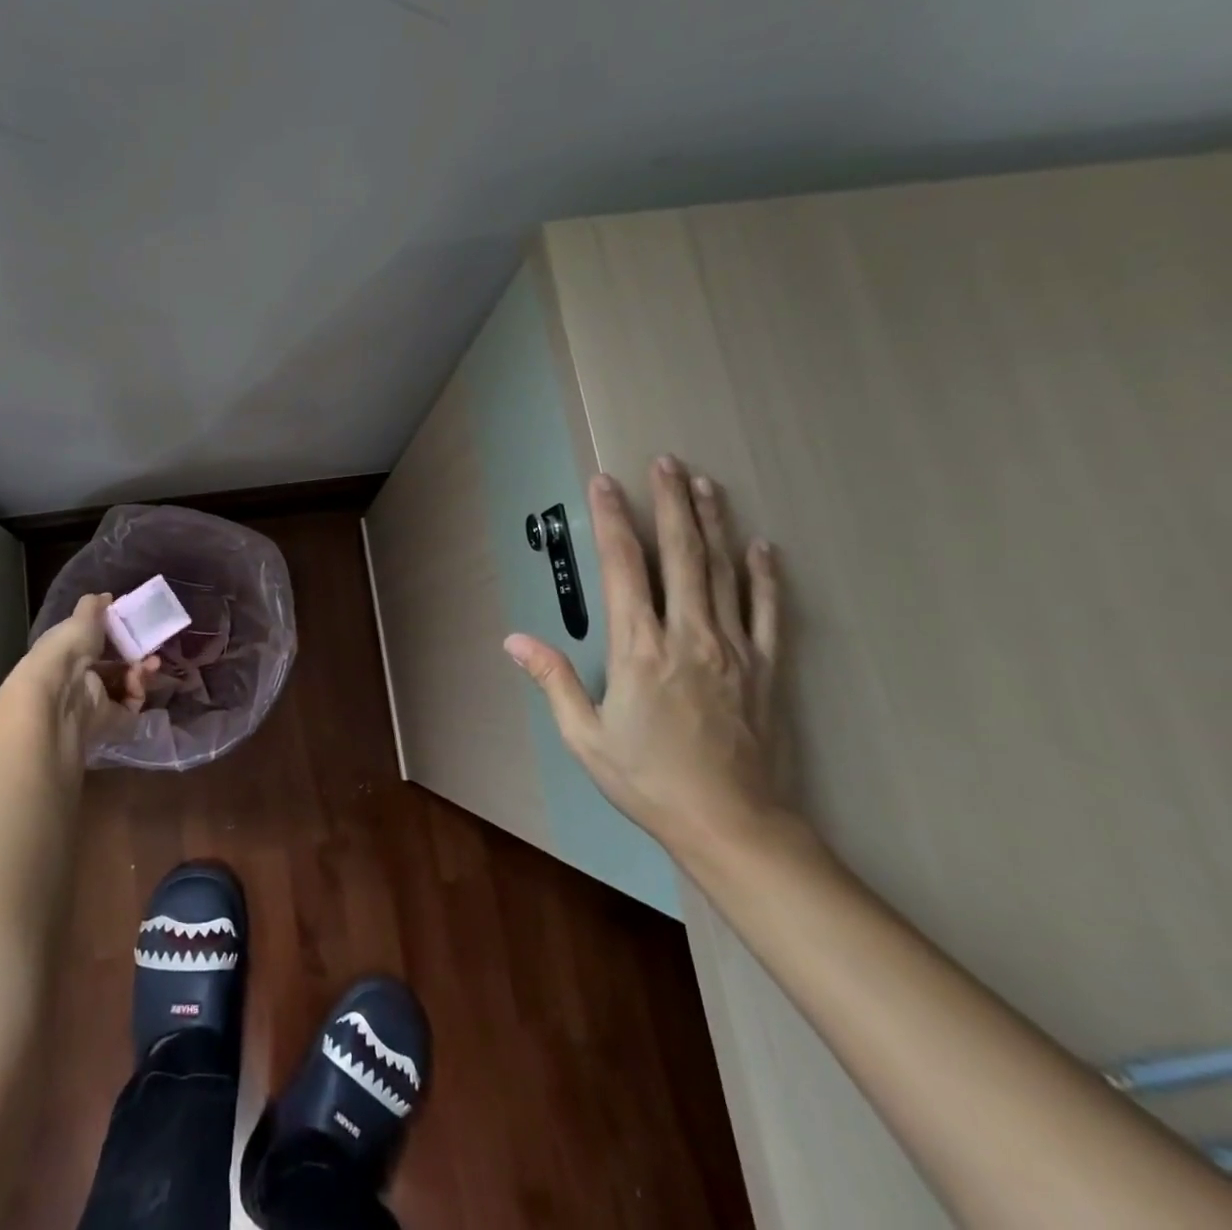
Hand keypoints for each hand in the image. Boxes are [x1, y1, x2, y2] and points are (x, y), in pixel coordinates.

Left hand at [21, 594, 158, 747]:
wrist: (59, 690)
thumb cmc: (67, 648)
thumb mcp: (81, 618)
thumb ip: (94, 606)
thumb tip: (106, 596)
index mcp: (71, 652)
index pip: (98, 644)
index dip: (119, 637)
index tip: (137, 628)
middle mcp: (82, 677)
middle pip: (117, 667)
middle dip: (137, 657)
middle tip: (153, 649)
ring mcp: (95, 700)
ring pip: (126, 686)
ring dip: (142, 673)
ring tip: (151, 664)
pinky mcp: (109, 721)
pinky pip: (130, 706)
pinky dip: (137, 692)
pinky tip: (138, 680)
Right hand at [504, 456, 791, 863]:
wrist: (731, 824)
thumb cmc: (649, 780)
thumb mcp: (585, 737)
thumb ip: (552, 681)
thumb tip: (515, 641)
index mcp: (639, 648)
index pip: (624, 566)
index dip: (613, 519)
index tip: (606, 483)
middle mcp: (688, 635)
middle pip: (681, 553)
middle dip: (670, 502)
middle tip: (666, 461)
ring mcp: (733, 648)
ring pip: (724, 570)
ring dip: (713, 522)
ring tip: (705, 483)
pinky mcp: (764, 667)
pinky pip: (768, 610)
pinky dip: (764, 575)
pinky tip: (762, 546)